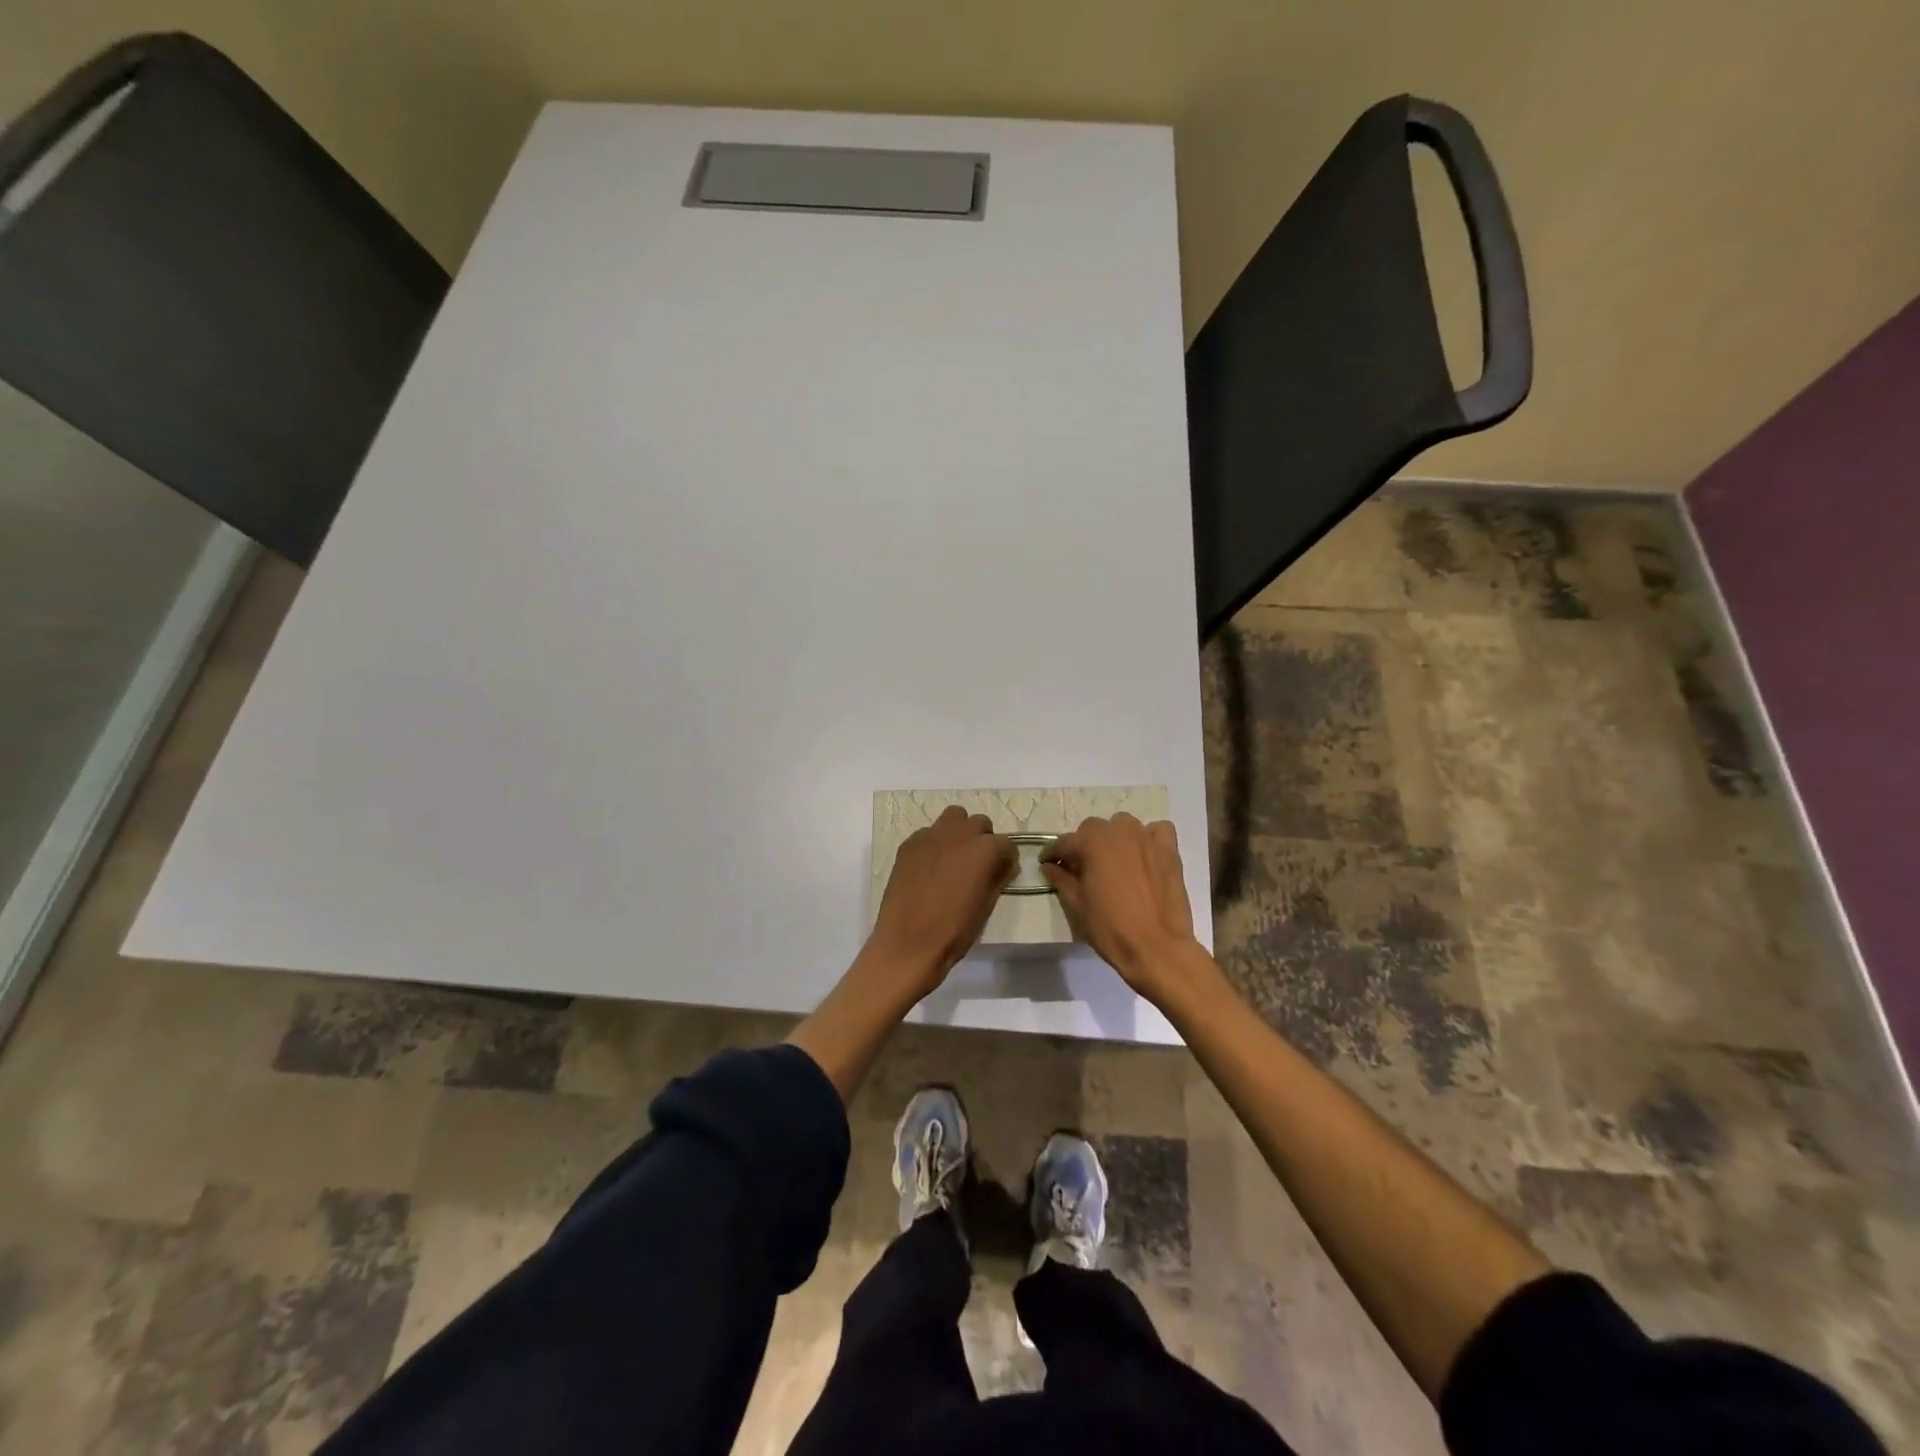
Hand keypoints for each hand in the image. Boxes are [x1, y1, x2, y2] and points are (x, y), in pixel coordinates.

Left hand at [867, 805, 1016, 993]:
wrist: (907, 944)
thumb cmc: (954, 931)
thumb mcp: (986, 907)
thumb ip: (998, 879)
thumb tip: (1006, 866)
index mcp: (984, 850)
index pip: (1006, 844)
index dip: (1006, 859)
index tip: (1002, 872)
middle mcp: (959, 834)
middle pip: (980, 823)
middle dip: (984, 839)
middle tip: (978, 864)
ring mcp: (931, 836)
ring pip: (953, 817)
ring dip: (960, 832)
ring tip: (955, 858)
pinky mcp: (909, 844)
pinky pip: (928, 833)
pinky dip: (935, 843)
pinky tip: (930, 867)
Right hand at [1041, 814, 1198, 996]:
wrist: (1157, 948)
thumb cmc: (1110, 928)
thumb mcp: (1076, 905)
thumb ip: (1060, 879)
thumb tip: (1049, 866)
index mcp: (1092, 842)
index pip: (1064, 842)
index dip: (1052, 854)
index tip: (1047, 864)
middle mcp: (1119, 831)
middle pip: (1093, 830)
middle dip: (1083, 846)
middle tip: (1081, 869)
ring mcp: (1147, 838)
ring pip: (1122, 826)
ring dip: (1113, 839)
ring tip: (1112, 862)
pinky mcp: (1169, 850)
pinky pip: (1156, 831)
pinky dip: (1147, 839)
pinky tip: (1144, 855)